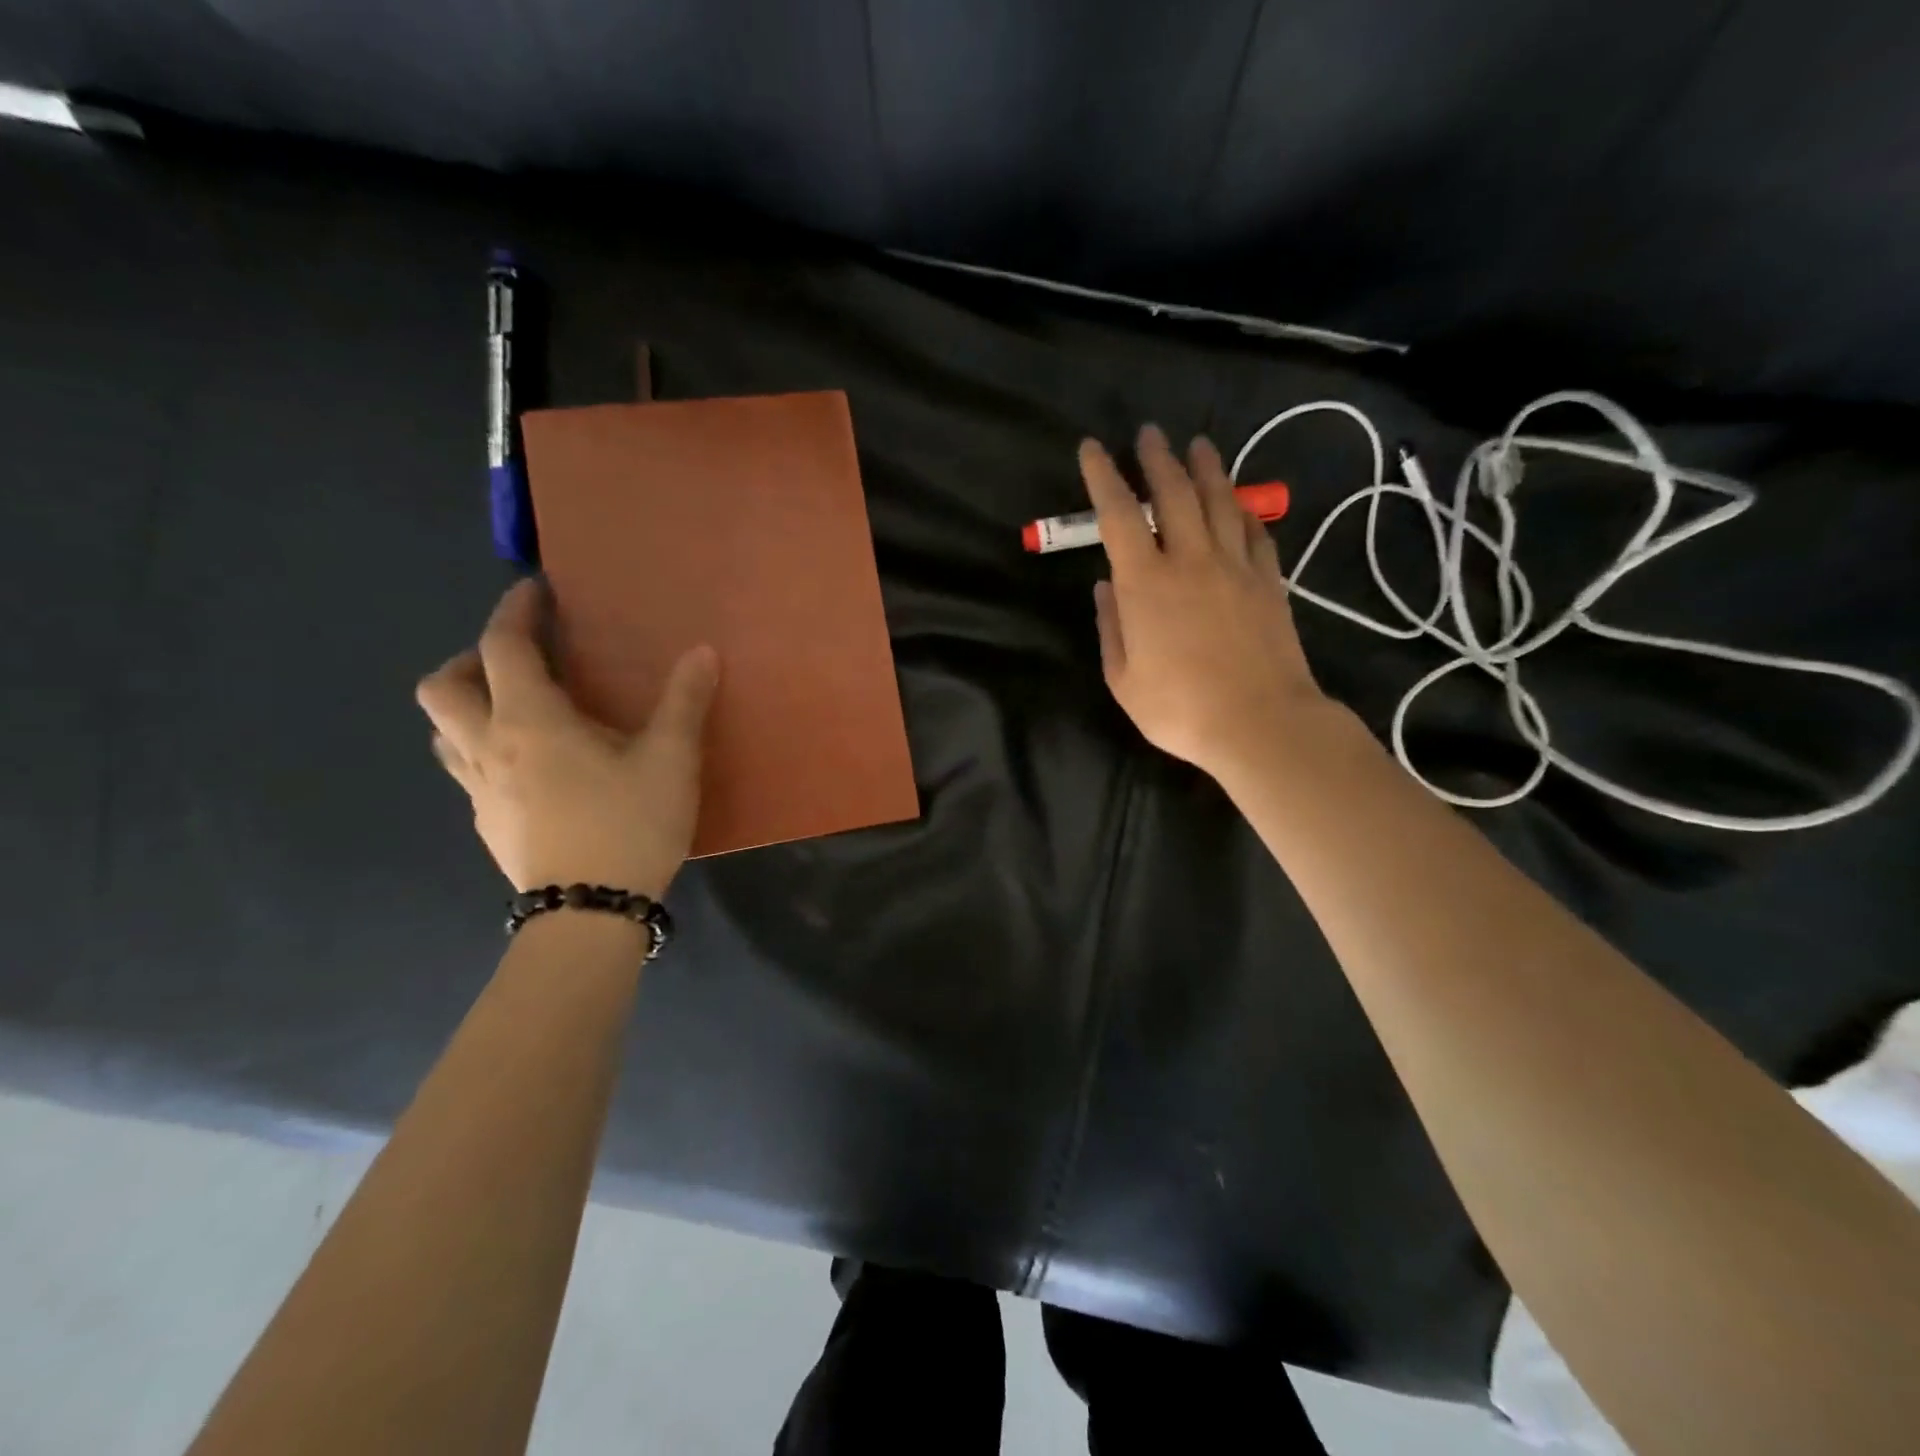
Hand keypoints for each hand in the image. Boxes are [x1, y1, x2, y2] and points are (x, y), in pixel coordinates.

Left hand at [415, 579, 719, 896]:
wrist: (589, 914)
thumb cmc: (629, 825)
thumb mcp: (671, 760)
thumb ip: (684, 702)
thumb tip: (702, 653)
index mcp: (529, 721)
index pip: (502, 647)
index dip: (515, 611)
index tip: (534, 592)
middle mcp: (488, 747)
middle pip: (443, 687)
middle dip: (471, 659)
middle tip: (518, 660)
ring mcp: (479, 790)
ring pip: (443, 732)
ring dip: (468, 706)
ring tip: (516, 710)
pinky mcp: (486, 824)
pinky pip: (465, 769)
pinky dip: (484, 748)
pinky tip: (531, 768)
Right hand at [1082, 424, 1326, 781]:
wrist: (1260, 722)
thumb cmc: (1179, 709)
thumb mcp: (1123, 679)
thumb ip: (1112, 628)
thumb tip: (1106, 587)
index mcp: (1145, 583)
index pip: (1118, 515)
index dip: (1102, 476)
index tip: (1092, 448)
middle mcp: (1190, 560)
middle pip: (1173, 494)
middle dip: (1157, 459)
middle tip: (1150, 433)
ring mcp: (1235, 567)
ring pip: (1220, 502)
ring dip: (1206, 469)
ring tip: (1199, 445)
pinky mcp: (1268, 582)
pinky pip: (1256, 533)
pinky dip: (1245, 512)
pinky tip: (1241, 503)